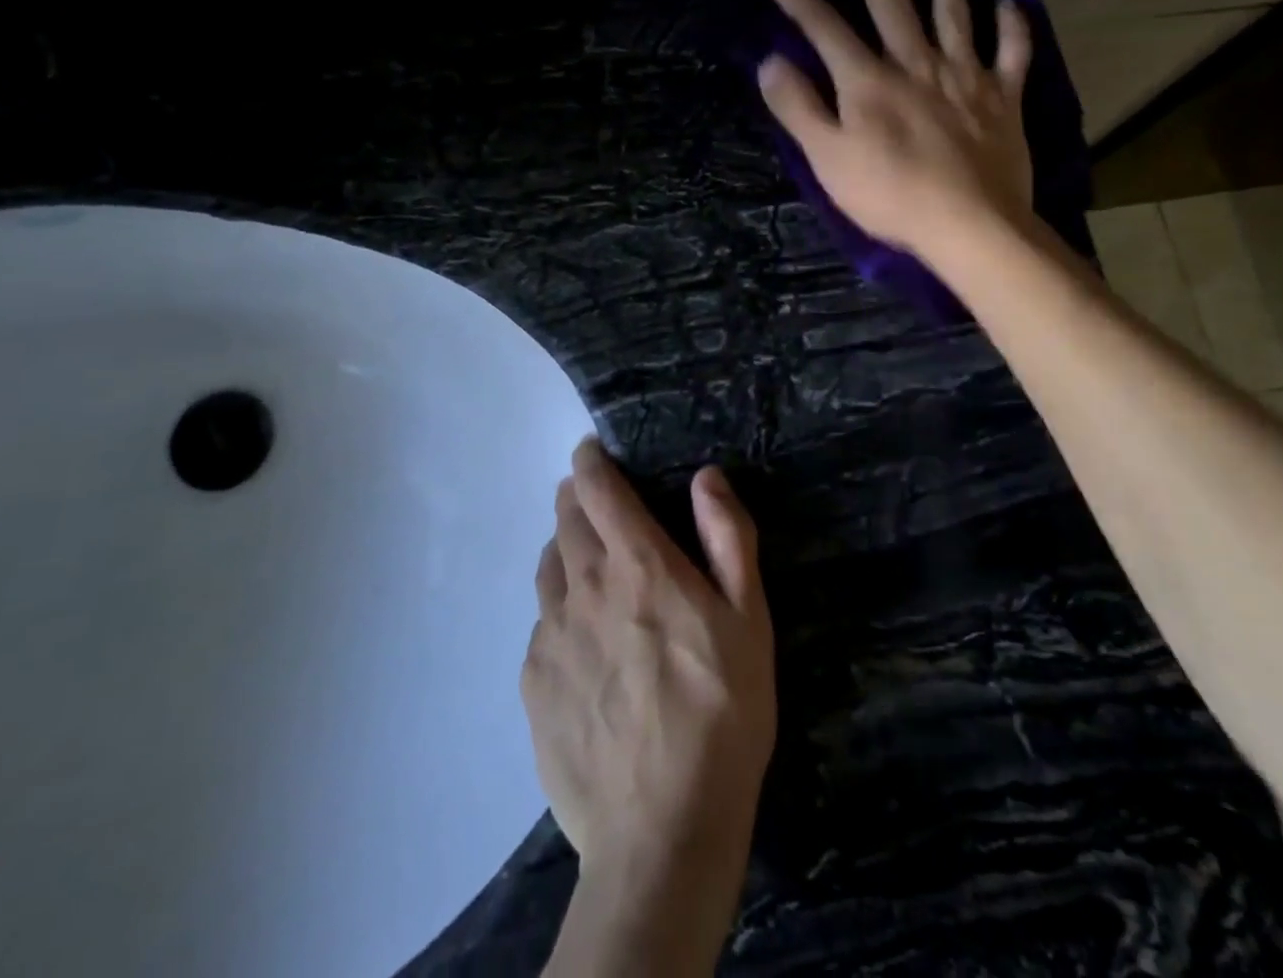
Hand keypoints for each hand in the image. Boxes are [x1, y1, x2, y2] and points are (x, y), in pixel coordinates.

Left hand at [523, 440, 774, 975]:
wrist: (662, 830)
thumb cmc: (722, 712)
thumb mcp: (749, 618)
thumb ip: (727, 537)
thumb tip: (706, 477)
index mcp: (637, 564)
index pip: (597, 488)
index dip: (590, 461)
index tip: (591, 451)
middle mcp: (583, 587)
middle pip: (564, 520)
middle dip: (576, 498)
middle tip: (594, 501)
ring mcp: (550, 636)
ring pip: (547, 567)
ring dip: (563, 548)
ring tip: (586, 560)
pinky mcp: (533, 683)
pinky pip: (540, 623)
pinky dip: (557, 608)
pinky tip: (580, 638)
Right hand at [758, 0, 1034, 258]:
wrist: (969, 223)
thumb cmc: (890, 196)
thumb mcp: (828, 159)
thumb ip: (799, 107)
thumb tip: (771, 61)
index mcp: (868, 81)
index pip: (824, 27)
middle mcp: (916, 63)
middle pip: (891, 3)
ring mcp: (965, 76)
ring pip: (954, 12)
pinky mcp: (1003, 97)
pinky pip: (1012, 50)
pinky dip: (1011, 24)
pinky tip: (1007, 1)